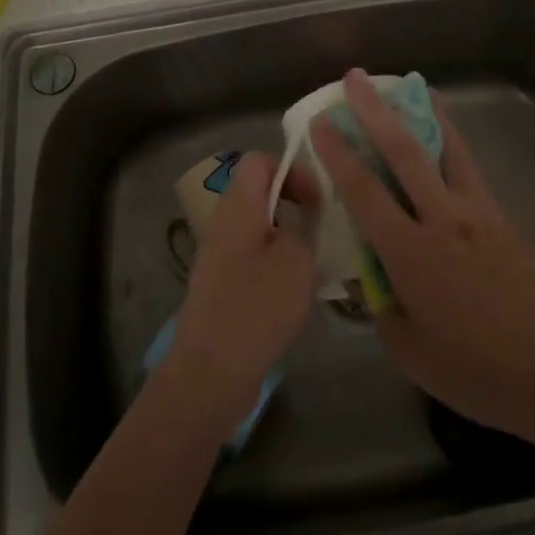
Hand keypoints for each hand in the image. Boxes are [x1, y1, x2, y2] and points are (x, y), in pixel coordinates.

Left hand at [168, 151, 318, 431]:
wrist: (210, 373)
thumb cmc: (256, 307)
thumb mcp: (296, 260)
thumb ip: (304, 230)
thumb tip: (301, 227)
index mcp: (238, 207)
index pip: (259, 161)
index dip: (292, 169)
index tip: (318, 199)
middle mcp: (224, 224)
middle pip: (260, 194)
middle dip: (295, 204)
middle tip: (324, 227)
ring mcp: (220, 257)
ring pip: (260, 229)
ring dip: (289, 238)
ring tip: (317, 261)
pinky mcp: (223, 287)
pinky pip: (255, 259)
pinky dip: (278, 266)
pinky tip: (298, 292)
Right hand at [309, 69, 534, 448]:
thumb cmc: (475, 371)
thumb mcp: (409, 350)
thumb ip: (382, 305)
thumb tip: (371, 275)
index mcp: (411, 253)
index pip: (364, 191)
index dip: (338, 153)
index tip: (321, 121)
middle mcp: (442, 219)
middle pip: (404, 151)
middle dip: (375, 110)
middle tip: (356, 78)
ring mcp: (477, 212)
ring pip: (446, 147)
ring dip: (422, 112)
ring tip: (411, 84)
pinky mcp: (501, 216)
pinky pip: (470, 167)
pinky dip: (453, 140)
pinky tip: (447, 133)